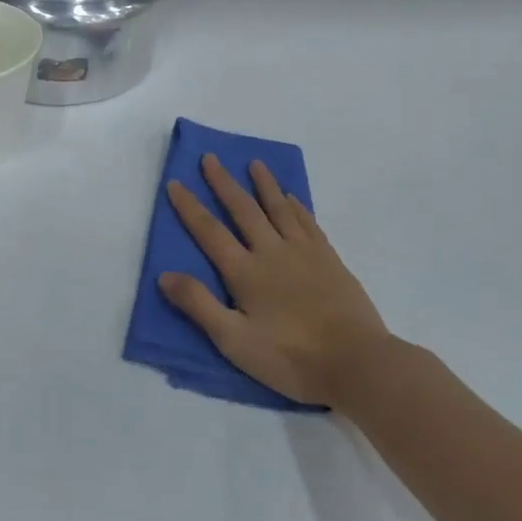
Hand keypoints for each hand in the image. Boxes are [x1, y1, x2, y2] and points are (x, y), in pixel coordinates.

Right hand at [160, 155, 400, 410]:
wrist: (357, 362)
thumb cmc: (290, 357)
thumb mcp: (234, 341)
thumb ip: (199, 305)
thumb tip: (164, 275)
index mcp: (244, 272)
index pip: (209, 232)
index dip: (190, 207)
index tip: (175, 182)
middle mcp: (271, 252)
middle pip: (243, 210)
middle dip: (224, 183)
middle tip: (211, 158)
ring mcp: (303, 252)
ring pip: (278, 208)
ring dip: (264, 184)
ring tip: (254, 163)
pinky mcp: (329, 259)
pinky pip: (308, 222)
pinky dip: (296, 206)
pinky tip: (291, 197)